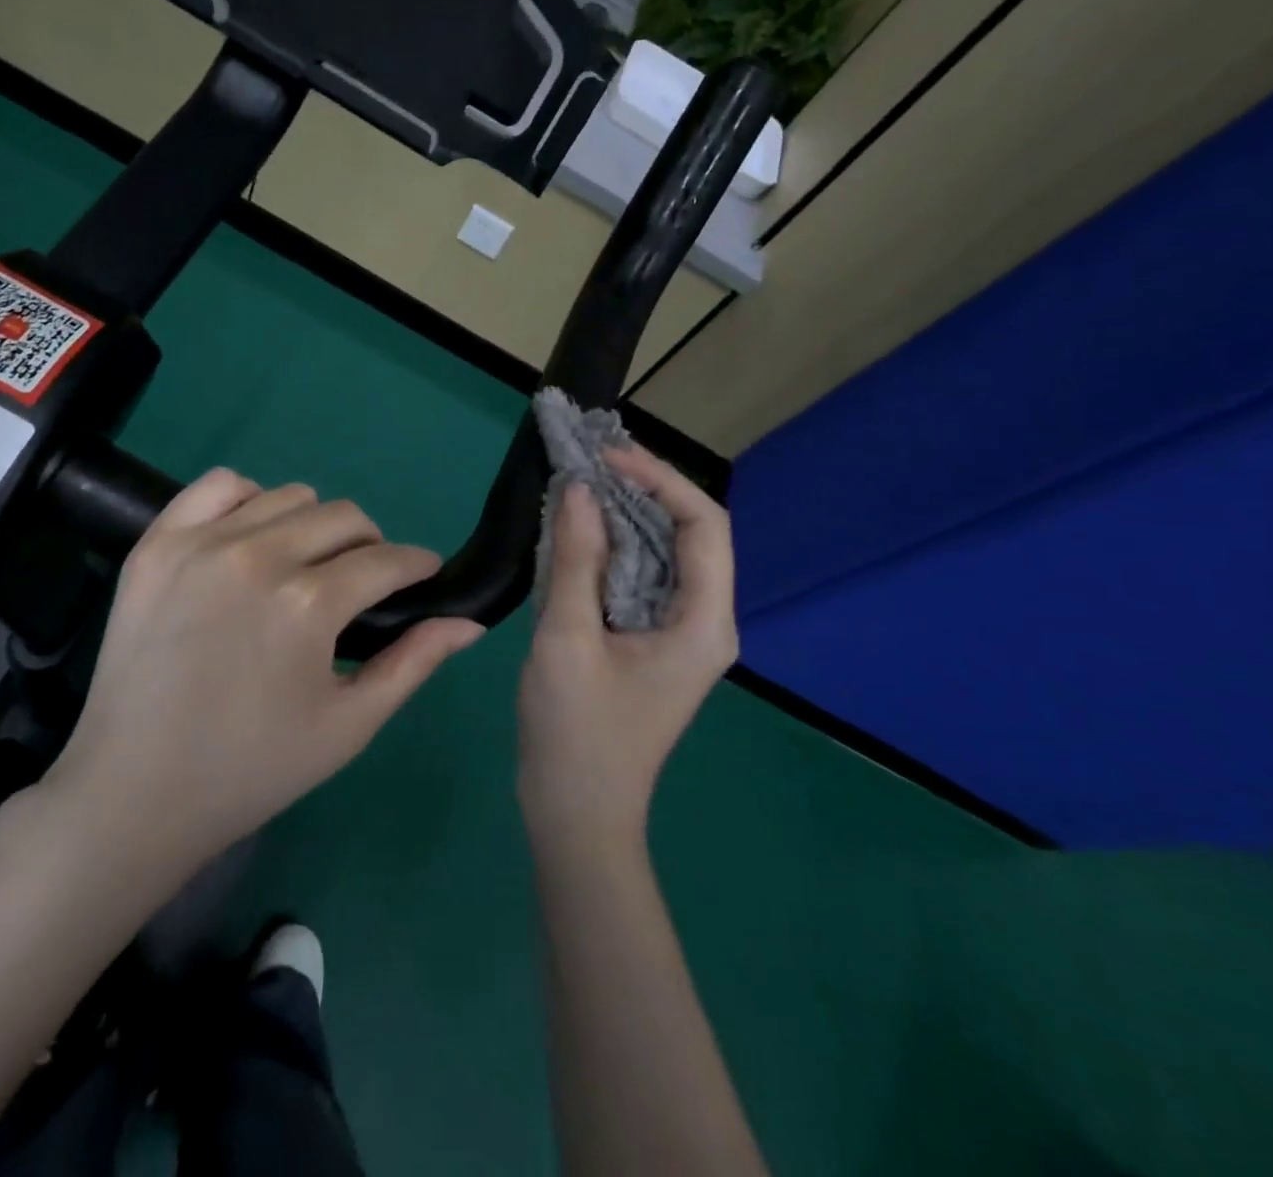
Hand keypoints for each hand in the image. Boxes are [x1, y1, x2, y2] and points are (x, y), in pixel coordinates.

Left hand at [49, 468, 483, 869]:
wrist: (133, 791)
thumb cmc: (252, 768)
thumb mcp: (349, 725)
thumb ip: (413, 663)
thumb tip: (470, 622)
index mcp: (309, 604)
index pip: (388, 560)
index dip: (417, 565)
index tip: (422, 575)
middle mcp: (258, 556)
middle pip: (344, 517)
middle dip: (370, 547)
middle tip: (359, 585)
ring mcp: (201, 543)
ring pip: (289, 496)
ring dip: (313, 525)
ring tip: (303, 566)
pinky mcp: (157, 543)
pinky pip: (220, 485)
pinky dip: (249, 500)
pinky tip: (250, 538)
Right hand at [518, 446, 737, 851]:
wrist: (575, 814)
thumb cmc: (576, 732)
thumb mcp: (568, 638)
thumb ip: (576, 559)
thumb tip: (581, 489)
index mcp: (703, 622)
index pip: (704, 525)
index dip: (661, 480)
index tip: (608, 458)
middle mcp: (704, 621)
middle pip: (688, 534)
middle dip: (642, 490)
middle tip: (588, 462)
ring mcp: (678, 633)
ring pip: (662, 554)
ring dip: (624, 516)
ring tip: (580, 485)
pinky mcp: (650, 641)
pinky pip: (639, 578)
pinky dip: (611, 548)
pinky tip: (577, 532)